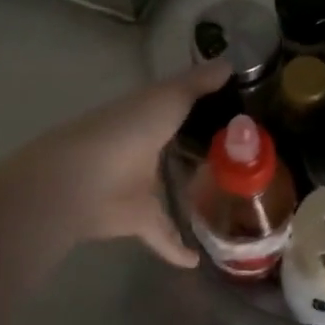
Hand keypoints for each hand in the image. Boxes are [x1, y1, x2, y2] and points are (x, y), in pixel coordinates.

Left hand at [10, 59, 231, 268]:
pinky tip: (197, 261)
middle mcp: (144, 147)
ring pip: (169, 192)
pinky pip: (161, 234)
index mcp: (149, 115)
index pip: (180, 108)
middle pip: (177, 150)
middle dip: (201, 154)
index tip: (239, 114)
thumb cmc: (126, 131)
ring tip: (227, 206)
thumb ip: (198, 84)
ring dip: (190, 198)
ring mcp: (138, 185)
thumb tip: (231, 62)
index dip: (205, 108)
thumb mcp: (168, 98)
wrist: (80, 180)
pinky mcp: (136, 219)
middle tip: (244, 161)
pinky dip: (176, 247)